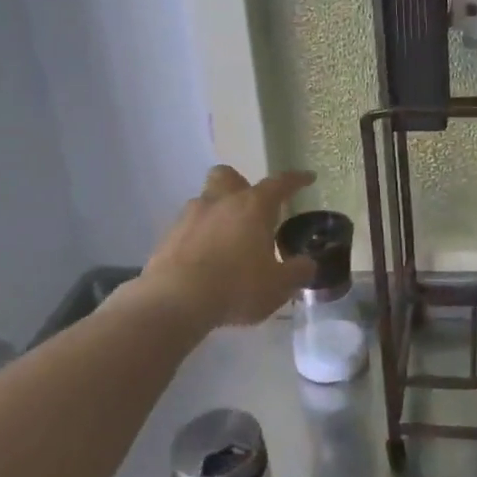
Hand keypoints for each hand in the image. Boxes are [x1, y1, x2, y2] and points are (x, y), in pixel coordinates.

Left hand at [139, 166, 316, 328]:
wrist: (175, 300)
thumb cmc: (236, 287)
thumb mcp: (278, 286)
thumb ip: (297, 272)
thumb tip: (308, 263)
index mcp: (253, 206)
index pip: (279, 183)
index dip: (296, 179)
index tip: (307, 178)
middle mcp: (221, 201)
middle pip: (228, 176)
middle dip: (241, 184)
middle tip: (251, 207)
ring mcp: (190, 216)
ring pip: (206, 201)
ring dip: (218, 213)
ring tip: (227, 241)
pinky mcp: (168, 235)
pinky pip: (188, 227)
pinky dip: (198, 236)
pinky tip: (204, 260)